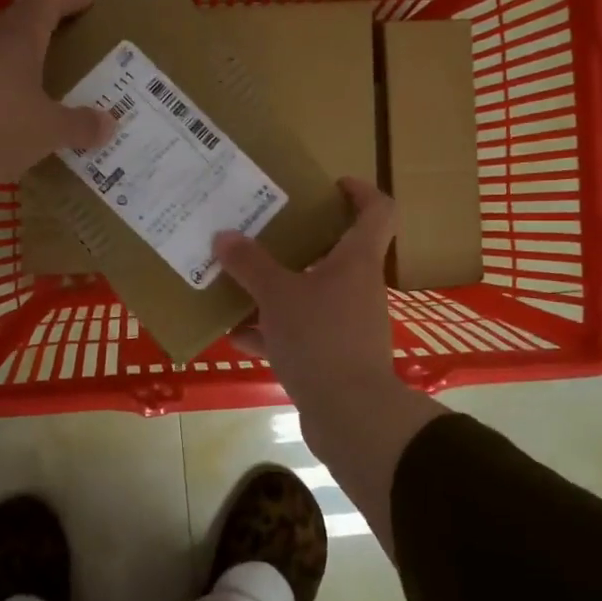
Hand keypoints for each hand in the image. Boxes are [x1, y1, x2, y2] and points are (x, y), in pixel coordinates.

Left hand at [0, 0, 113, 208]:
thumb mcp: (48, 131)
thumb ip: (81, 125)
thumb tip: (109, 124)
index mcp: (19, 35)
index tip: (95, 8)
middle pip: (26, 23)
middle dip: (55, 36)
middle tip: (82, 58)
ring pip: (4, 55)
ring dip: (29, 68)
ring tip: (55, 93)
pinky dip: (7, 94)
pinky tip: (19, 122)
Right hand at [215, 179, 444, 554]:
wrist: (350, 415)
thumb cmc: (321, 339)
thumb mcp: (278, 296)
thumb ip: (250, 264)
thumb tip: (224, 236)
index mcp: (356, 261)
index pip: (378, 210)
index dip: (360, 190)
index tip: (331, 184)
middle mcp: (356, 287)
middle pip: (335, 252)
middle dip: (298, 241)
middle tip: (263, 230)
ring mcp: (346, 324)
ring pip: (310, 294)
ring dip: (276, 289)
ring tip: (237, 280)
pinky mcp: (332, 356)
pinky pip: (298, 332)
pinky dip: (270, 330)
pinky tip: (235, 334)